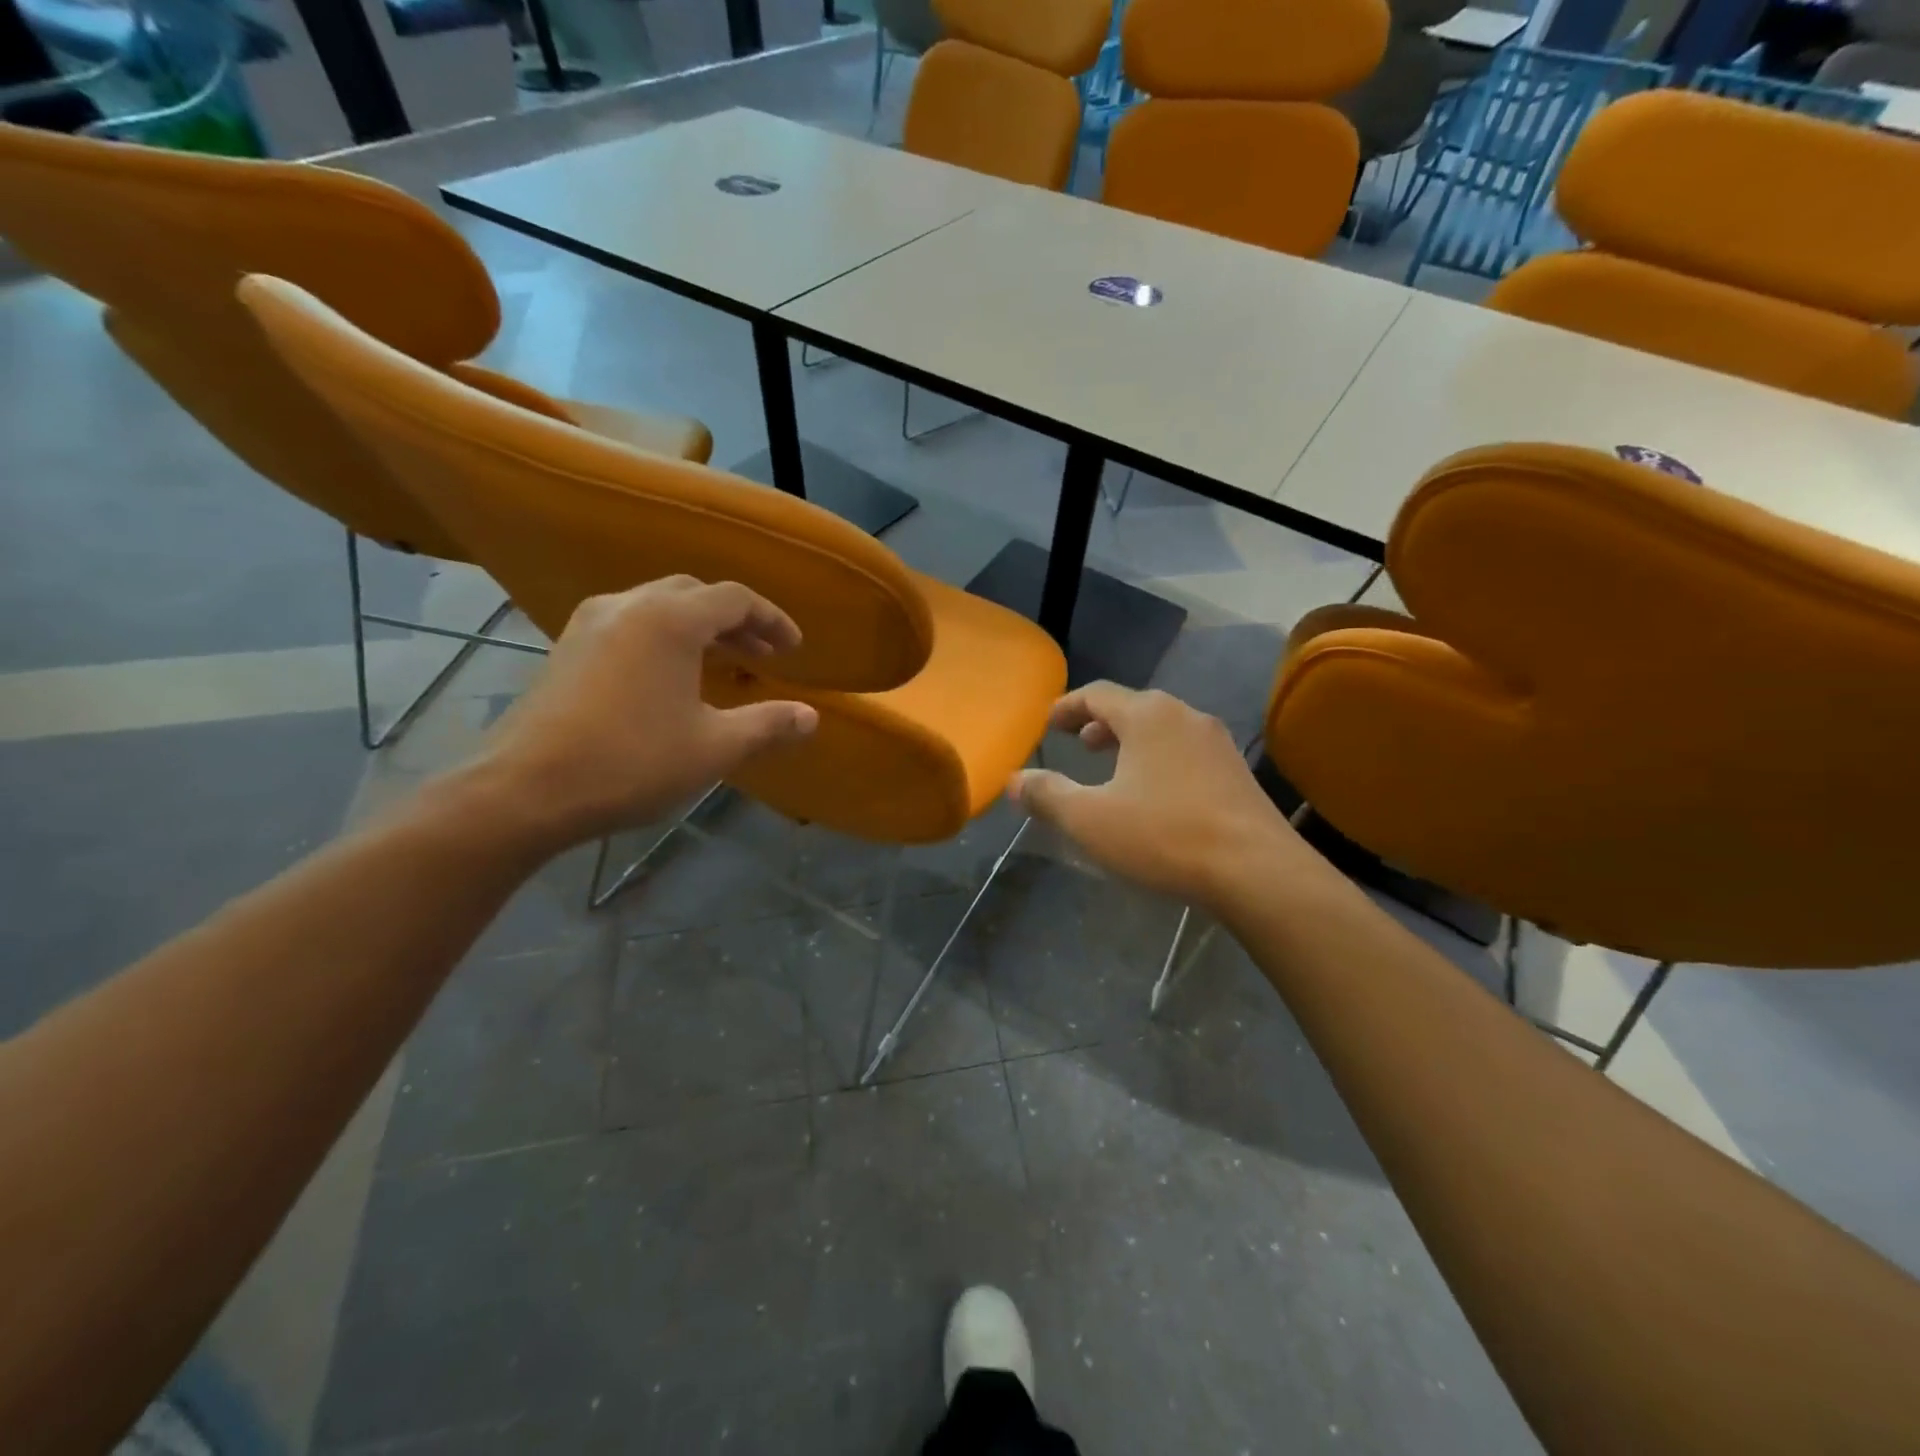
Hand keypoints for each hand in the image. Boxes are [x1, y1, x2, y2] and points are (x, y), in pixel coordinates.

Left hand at [464, 577, 817, 847]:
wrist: (526, 789)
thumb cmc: (632, 761)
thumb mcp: (714, 747)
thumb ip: (767, 725)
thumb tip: (811, 717)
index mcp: (671, 619)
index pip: (735, 598)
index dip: (772, 620)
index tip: (793, 649)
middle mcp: (630, 605)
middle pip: (695, 593)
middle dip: (735, 620)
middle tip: (761, 655)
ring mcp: (590, 623)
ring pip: (658, 605)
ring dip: (698, 626)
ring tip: (721, 661)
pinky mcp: (566, 647)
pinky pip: (629, 623)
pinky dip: (663, 636)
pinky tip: (668, 675)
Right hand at [1008, 684, 1315, 909]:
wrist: (1257, 871)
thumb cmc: (1164, 835)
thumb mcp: (1090, 819)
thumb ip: (1047, 795)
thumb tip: (1015, 780)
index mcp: (1148, 715)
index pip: (1098, 693)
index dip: (1067, 706)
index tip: (1048, 723)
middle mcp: (1185, 716)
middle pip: (1133, 707)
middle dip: (1100, 723)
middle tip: (1079, 743)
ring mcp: (1217, 743)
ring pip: (1163, 730)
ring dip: (1131, 742)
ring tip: (1113, 768)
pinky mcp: (1237, 773)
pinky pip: (1185, 752)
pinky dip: (1158, 760)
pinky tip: (1155, 795)